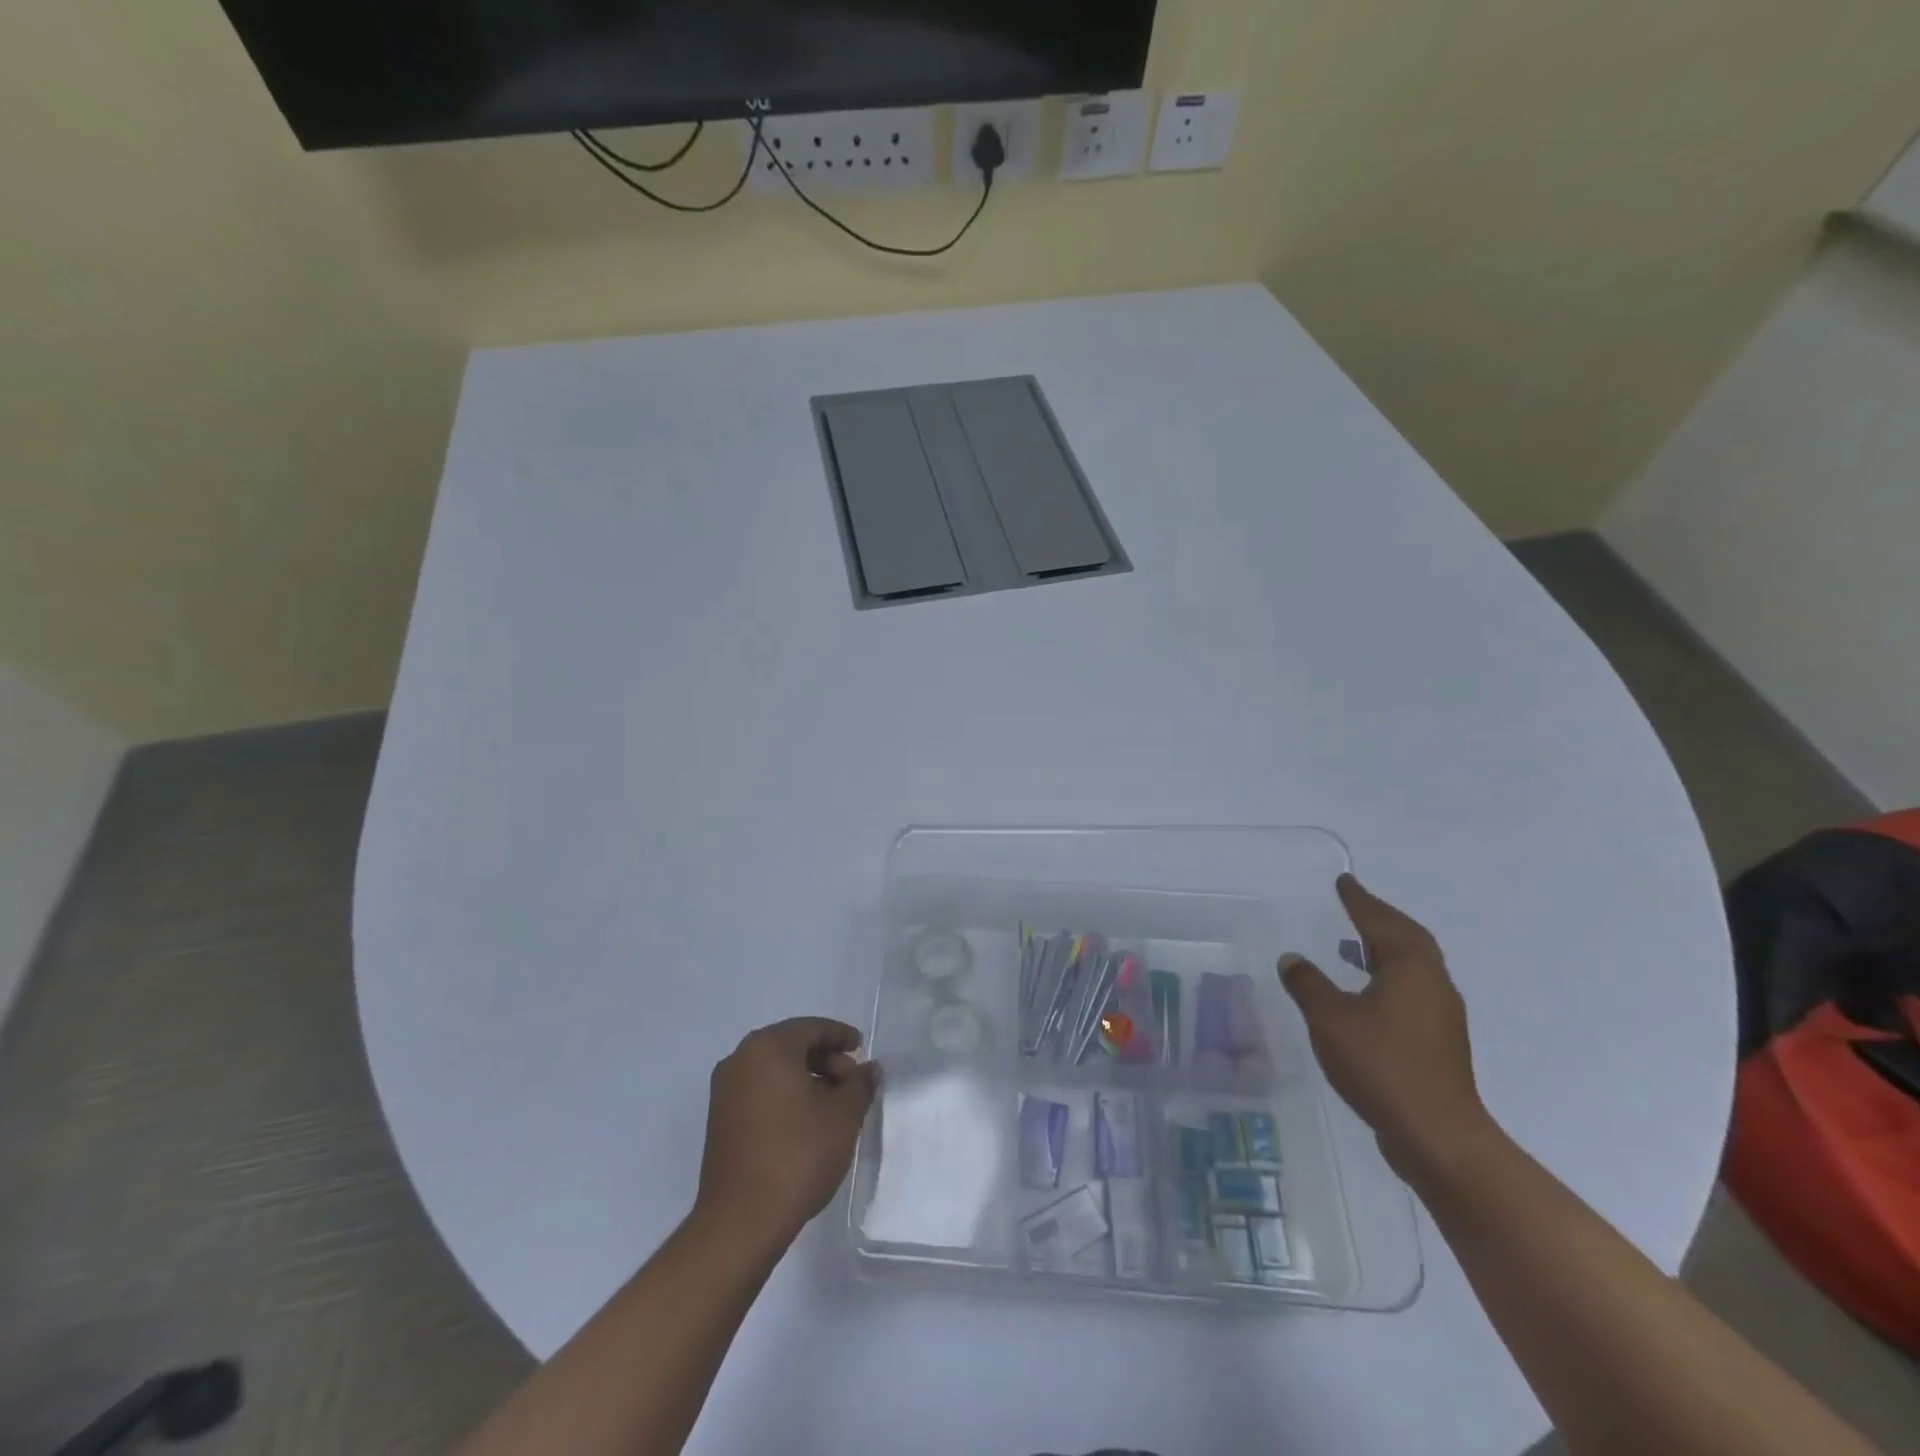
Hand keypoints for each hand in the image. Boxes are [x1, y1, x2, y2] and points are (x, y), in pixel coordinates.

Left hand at [694, 1017, 878, 1251]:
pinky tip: (806, 1121)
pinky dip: (785, 1095)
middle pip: (791, 1045)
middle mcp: (740, 1059)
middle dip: (825, 1059)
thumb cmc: (798, 1155)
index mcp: (768, 1047)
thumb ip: (860, 1085)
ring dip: (806, 1078)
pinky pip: (759, 1090)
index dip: (840, 1036)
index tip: (861, 1049)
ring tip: (833, 1105)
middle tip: (851, 1083)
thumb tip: (869, 1068)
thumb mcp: (843, 1116)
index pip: (811, 1028)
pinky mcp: (719, 1120)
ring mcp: (725, 1090)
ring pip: (774, 1069)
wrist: (741, 1221)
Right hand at [1280, 875, 1493, 1180]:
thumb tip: (1293, 959)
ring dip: (1385, 949)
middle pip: (1409, 939)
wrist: (1436, 1136)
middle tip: (1353, 906)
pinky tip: (1364, 993)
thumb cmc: (1382, 1065)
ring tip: (1353, 944)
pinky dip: (1388, 977)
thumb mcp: (1330, 1019)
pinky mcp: (1438, 1043)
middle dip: (1380, 920)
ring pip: (1413, 967)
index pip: (1382, 922)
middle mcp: (1433, 984)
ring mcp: (1440, 1016)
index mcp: (1411, 969)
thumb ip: (1308, 984)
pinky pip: (1411, 991)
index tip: (1344, 882)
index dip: (1360, 901)